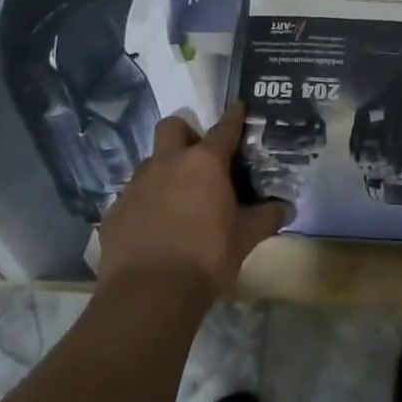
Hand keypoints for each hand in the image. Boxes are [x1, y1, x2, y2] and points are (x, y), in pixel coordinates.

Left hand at [97, 104, 292, 293]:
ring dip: (163, 171)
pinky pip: (132, 197)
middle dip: (185, 133)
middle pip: (172, 127)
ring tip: (175, 198)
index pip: (224, 128)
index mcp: (204, 163)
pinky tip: (152, 228)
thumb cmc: (206, 258)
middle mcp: (168, 163)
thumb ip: (266, 218)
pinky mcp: (114, 212)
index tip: (238, 106)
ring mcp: (137, 186)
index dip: (233, 116)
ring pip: (149, 162)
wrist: (148, 295)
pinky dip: (144, 204)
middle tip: (196, 156)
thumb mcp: (245, 238)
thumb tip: (287, 207)